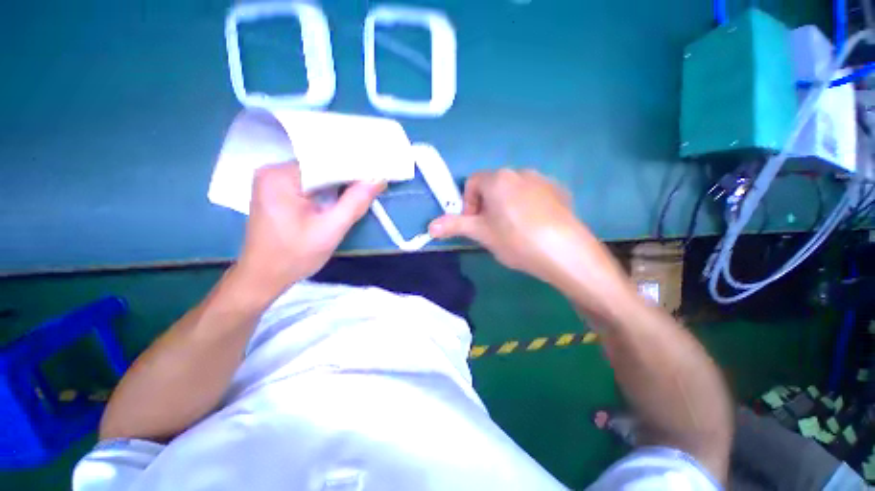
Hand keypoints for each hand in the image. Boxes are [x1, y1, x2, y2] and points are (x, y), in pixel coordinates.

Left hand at [233, 163, 384, 300]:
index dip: (353, 167)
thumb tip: (378, 179)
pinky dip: (328, 190)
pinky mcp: (278, 191)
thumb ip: (355, 203)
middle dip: (347, 177)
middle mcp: (273, 171)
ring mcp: (274, 181)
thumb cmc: (295, 256)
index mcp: (281, 176)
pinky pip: (310, 184)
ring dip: (339, 184)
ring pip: (317, 175)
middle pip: (320, 166)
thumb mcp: (331, 230)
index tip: (376, 173)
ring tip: (362, 188)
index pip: (325, 161)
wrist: (264, 277)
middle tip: (374, 182)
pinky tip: (342, 197)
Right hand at [429, 169, 631, 308]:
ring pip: (513, 190)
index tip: (475, 224)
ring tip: (514, 230)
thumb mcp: (482, 233)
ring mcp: (542, 180)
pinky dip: (527, 205)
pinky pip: (534, 194)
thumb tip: (430, 227)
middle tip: (492, 230)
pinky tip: (534, 226)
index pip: (472, 183)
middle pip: (493, 186)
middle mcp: (519, 172)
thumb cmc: (515, 239)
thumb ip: (454, 226)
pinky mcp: (559, 191)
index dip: (468, 204)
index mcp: (497, 178)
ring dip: (506, 205)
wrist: (565, 252)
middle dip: (486, 205)